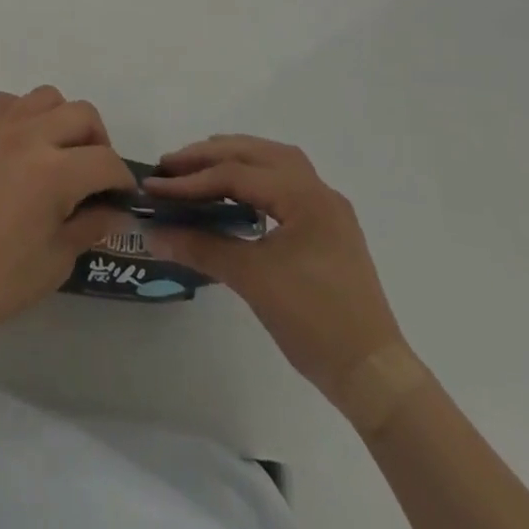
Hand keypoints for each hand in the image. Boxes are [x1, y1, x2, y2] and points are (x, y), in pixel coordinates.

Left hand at [0, 87, 136, 347]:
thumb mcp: (54, 262)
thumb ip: (89, 226)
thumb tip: (115, 208)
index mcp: (54, 173)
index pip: (106, 161)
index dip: (121, 179)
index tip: (120, 196)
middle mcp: (28, 137)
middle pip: (82, 115)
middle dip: (98, 142)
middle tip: (92, 173)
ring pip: (45, 98)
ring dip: (61, 121)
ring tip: (55, 153)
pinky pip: (5, 102)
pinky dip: (22, 116)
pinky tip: (17, 146)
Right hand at [143, 136, 404, 397]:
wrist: (373, 374)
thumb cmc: (314, 322)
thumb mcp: (253, 280)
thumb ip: (202, 248)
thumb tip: (154, 233)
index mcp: (304, 195)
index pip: (237, 174)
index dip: (191, 179)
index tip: (155, 185)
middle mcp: (318, 189)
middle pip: (256, 154)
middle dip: (210, 156)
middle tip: (171, 164)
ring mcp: (326, 207)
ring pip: (274, 161)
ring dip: (235, 158)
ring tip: (199, 166)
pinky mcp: (327, 226)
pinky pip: (285, 181)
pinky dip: (255, 175)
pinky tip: (236, 190)